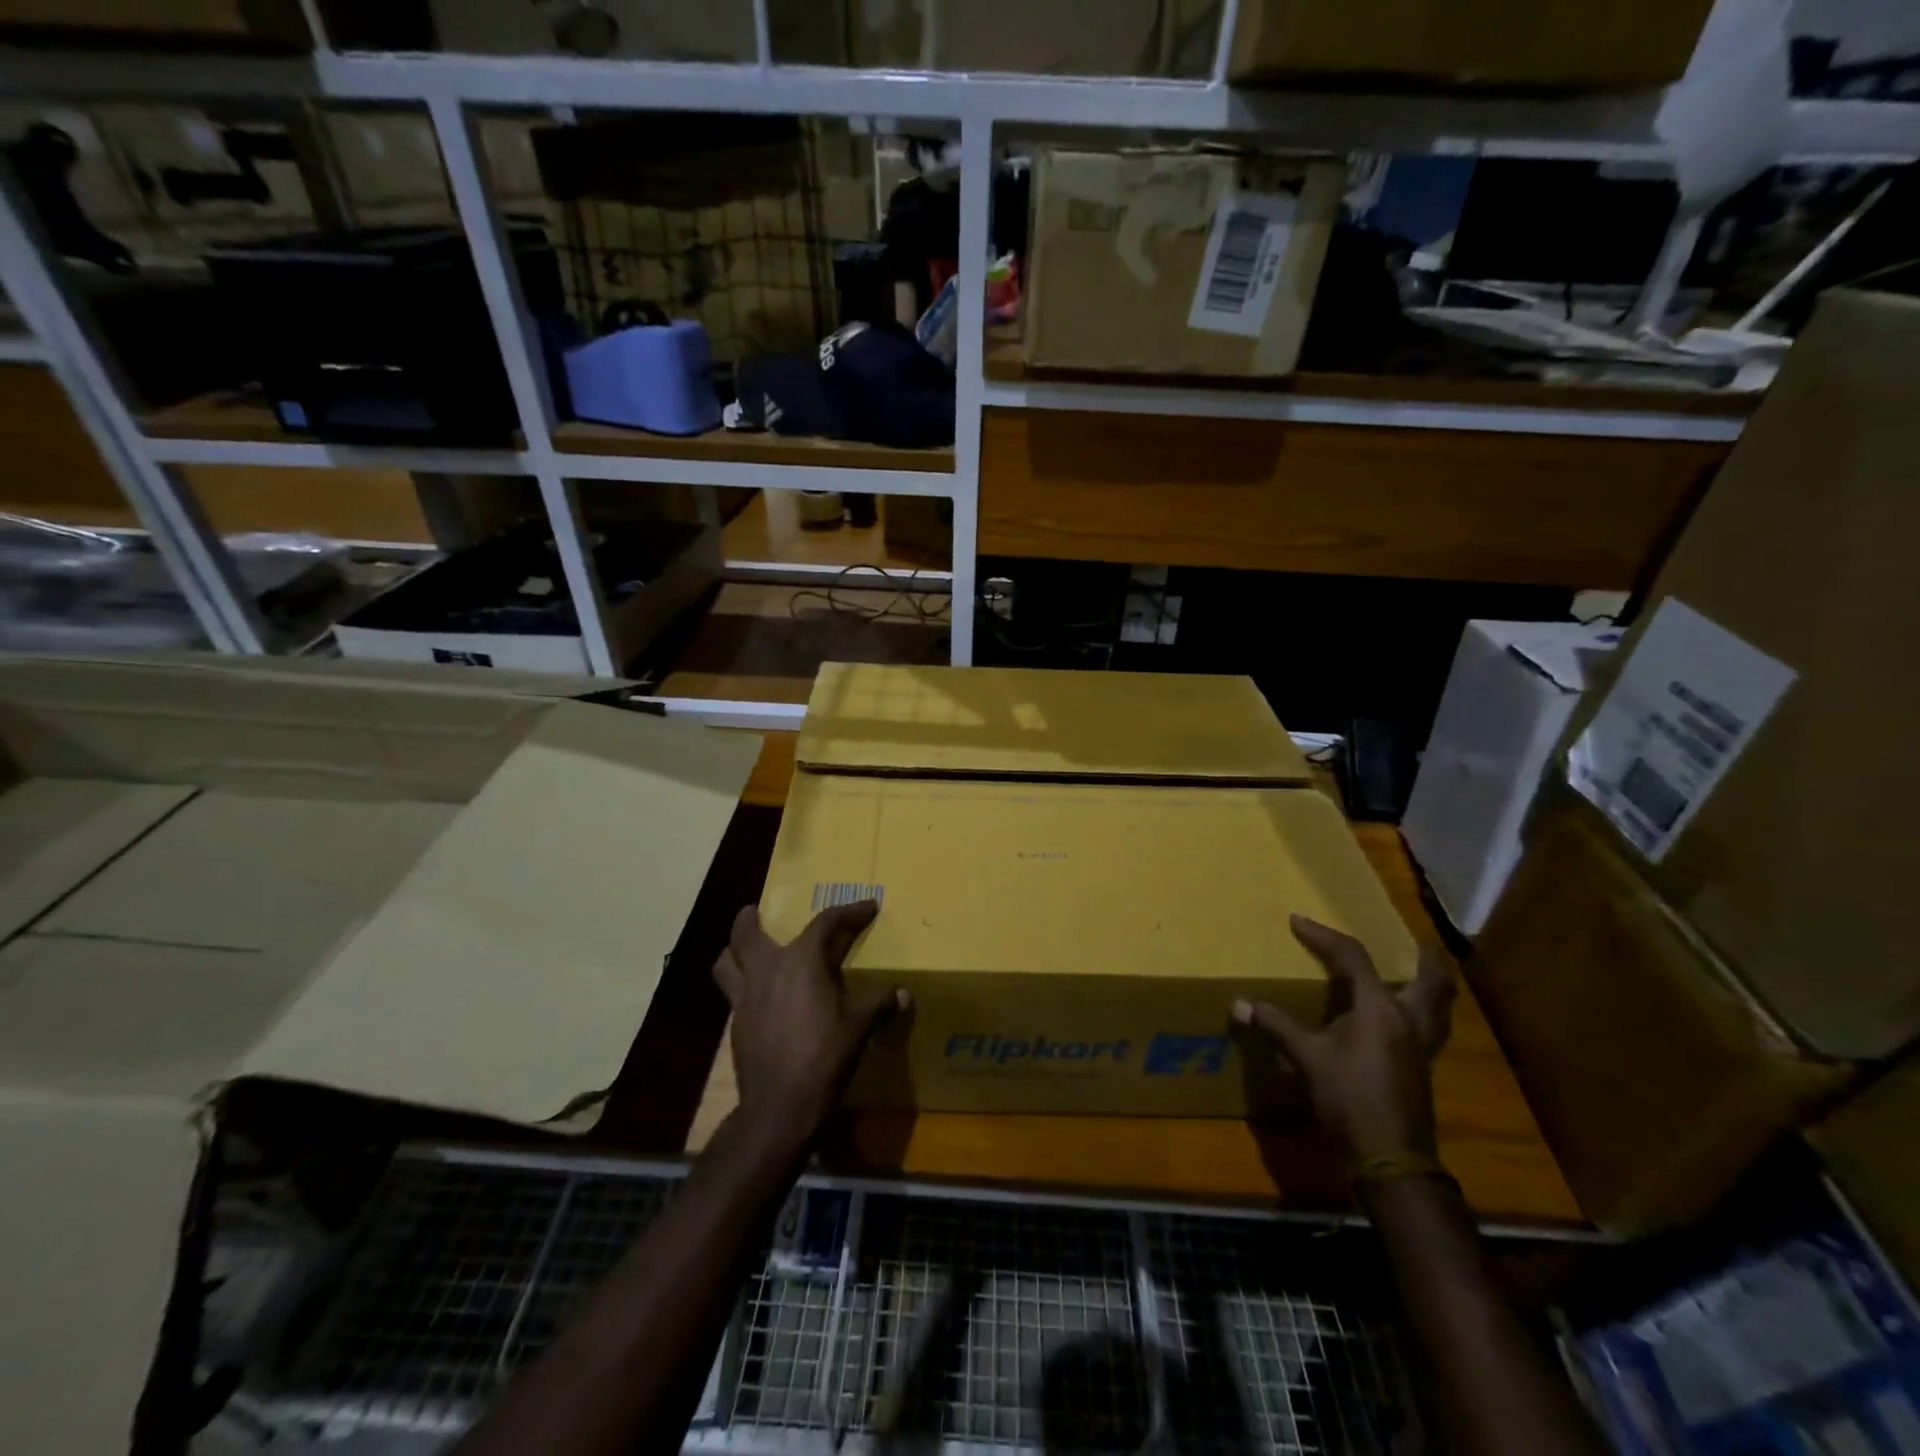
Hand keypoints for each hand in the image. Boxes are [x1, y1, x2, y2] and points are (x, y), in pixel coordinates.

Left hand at [712, 901, 905, 1141]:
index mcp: (801, 961)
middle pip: (747, 933)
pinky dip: (740, 985)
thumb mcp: (858, 1028)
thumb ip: (878, 1006)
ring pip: (726, 962)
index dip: (850, 912)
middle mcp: (767, 970)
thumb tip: (903, 995)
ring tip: (742, 950)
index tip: (869, 907)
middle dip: (750, 919)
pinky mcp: (735, 1024)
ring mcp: (745, 997)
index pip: (826, 922)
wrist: (780, 1106)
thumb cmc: (824, 1057)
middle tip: (755, 911)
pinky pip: (732, 993)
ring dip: (732, 951)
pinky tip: (757, 998)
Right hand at [1234, 915, 1454, 1165]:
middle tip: (1415, 942)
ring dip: (1432, 986)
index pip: (1353, 958)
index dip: (1323, 936)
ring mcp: (1422, 1047)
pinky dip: (1421, 1013)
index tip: (1298, 921)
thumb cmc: (1349, 1097)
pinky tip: (1400, 1020)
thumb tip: (1238, 1004)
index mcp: (1380, 1008)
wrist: (1390, 1158)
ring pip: (1440, 1007)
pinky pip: (1430, 1028)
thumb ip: (1275, 1025)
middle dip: (1426, 958)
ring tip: (1418, 974)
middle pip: (1432, 981)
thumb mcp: (1306, 1057)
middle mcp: (1409, 1020)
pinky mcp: (1422, 1069)